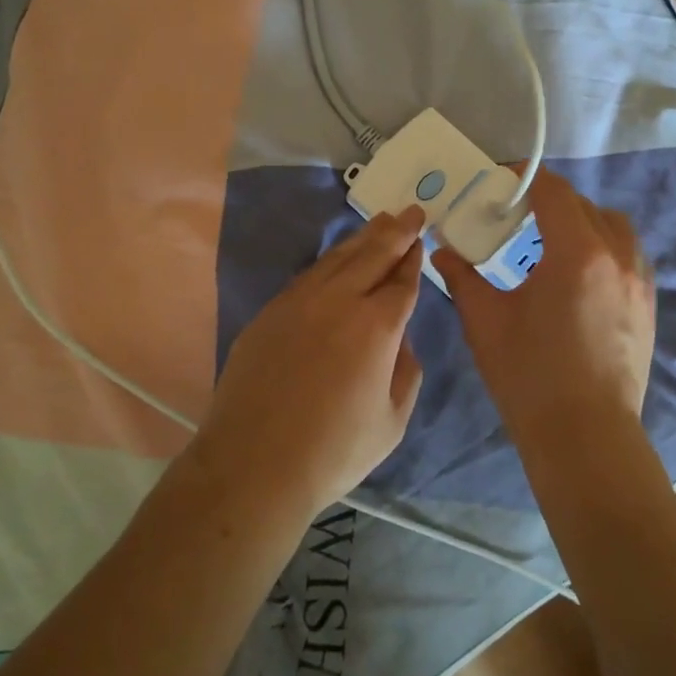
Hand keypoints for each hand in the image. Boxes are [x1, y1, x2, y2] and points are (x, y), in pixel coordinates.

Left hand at [201, 206, 427, 517]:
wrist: (253, 464)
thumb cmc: (333, 451)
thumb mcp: (392, 421)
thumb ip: (406, 371)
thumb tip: (399, 340)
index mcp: (376, 327)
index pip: (402, 282)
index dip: (413, 261)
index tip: (421, 241)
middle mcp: (338, 302)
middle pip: (372, 255)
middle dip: (396, 232)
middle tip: (411, 212)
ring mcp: (298, 303)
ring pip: (337, 258)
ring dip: (362, 239)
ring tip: (380, 222)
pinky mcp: (269, 313)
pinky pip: (308, 275)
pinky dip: (330, 261)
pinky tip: (337, 259)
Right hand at [435, 171, 656, 441]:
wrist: (585, 435)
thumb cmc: (529, 376)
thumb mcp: (484, 321)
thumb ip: (462, 277)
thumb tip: (443, 251)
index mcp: (576, 253)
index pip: (553, 191)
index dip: (524, 179)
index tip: (499, 182)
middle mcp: (616, 256)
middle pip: (584, 205)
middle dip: (549, 201)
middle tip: (515, 216)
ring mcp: (639, 281)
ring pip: (614, 226)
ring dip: (582, 220)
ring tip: (551, 242)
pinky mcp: (649, 305)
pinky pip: (629, 254)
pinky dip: (604, 246)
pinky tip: (579, 276)